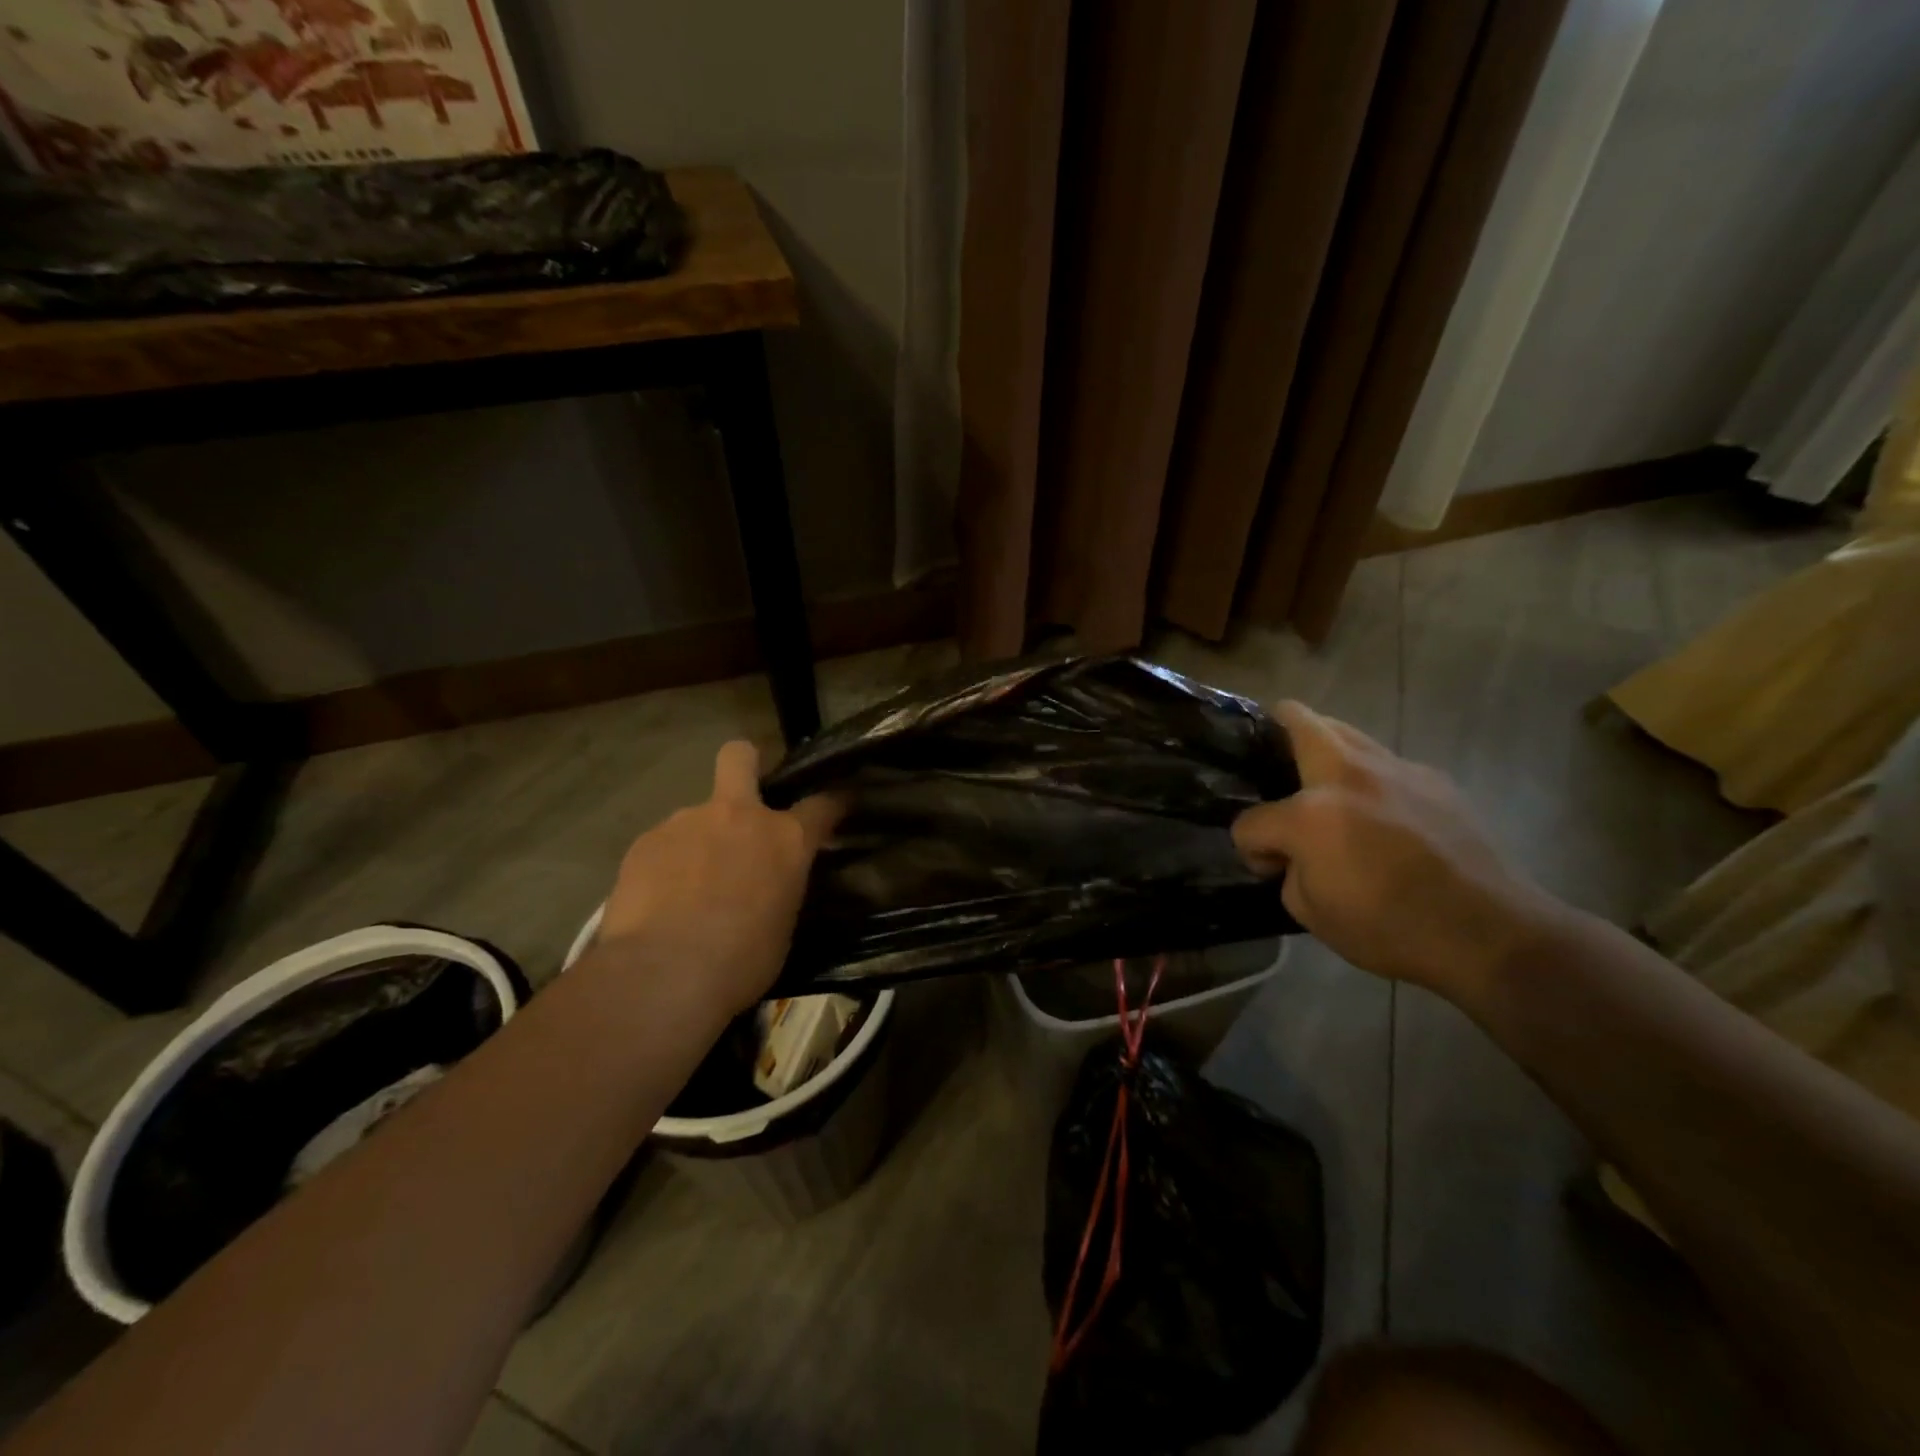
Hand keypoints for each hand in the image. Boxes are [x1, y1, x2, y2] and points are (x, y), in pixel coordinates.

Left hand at [595, 741, 840, 1015]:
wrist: (663, 974)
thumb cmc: (741, 961)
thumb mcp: (783, 926)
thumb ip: (781, 889)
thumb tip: (772, 885)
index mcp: (785, 839)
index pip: (822, 804)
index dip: (832, 804)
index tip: (835, 807)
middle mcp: (738, 815)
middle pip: (740, 757)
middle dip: (746, 764)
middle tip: (744, 800)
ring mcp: (686, 822)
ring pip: (697, 815)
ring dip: (701, 839)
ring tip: (689, 885)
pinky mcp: (645, 842)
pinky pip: (664, 844)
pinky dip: (667, 864)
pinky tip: (660, 899)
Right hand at [1232, 702, 1562, 999]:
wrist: (1489, 932)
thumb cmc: (1391, 928)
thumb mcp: (1311, 913)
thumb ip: (1289, 871)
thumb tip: (1293, 855)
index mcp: (1310, 814)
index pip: (1251, 821)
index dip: (1251, 847)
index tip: (1269, 867)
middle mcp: (1349, 776)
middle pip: (1298, 720)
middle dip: (1276, 730)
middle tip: (1273, 761)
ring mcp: (1396, 770)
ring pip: (1345, 730)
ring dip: (1324, 747)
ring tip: (1325, 784)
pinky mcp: (1434, 779)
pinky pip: (1386, 763)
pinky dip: (1370, 778)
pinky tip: (1381, 813)